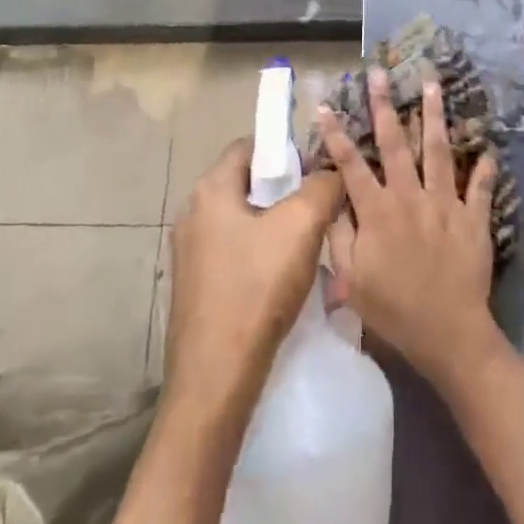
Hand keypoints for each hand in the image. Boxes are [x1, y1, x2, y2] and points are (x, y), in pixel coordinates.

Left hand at [164, 138, 344, 413]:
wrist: (216, 378)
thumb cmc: (256, 289)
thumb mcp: (301, 227)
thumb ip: (323, 187)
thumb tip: (332, 173)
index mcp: (210, 190)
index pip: (249, 146)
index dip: (286, 150)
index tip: (318, 169)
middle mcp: (193, 214)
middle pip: (248, 183)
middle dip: (286, 190)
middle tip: (321, 207)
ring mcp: (191, 252)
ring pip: (244, 220)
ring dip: (277, 225)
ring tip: (311, 243)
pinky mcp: (197, 285)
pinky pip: (236, 251)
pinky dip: (262, 253)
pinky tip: (286, 276)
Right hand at [318, 70, 501, 385]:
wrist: (448, 334)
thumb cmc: (393, 309)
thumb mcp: (351, 279)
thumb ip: (340, 236)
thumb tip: (333, 202)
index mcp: (377, 211)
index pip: (351, 164)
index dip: (336, 134)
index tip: (326, 105)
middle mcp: (410, 197)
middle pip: (395, 143)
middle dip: (384, 105)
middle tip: (381, 73)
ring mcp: (445, 204)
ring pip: (439, 151)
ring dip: (434, 116)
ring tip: (432, 84)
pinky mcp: (474, 218)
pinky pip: (480, 187)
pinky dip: (485, 167)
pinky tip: (488, 147)